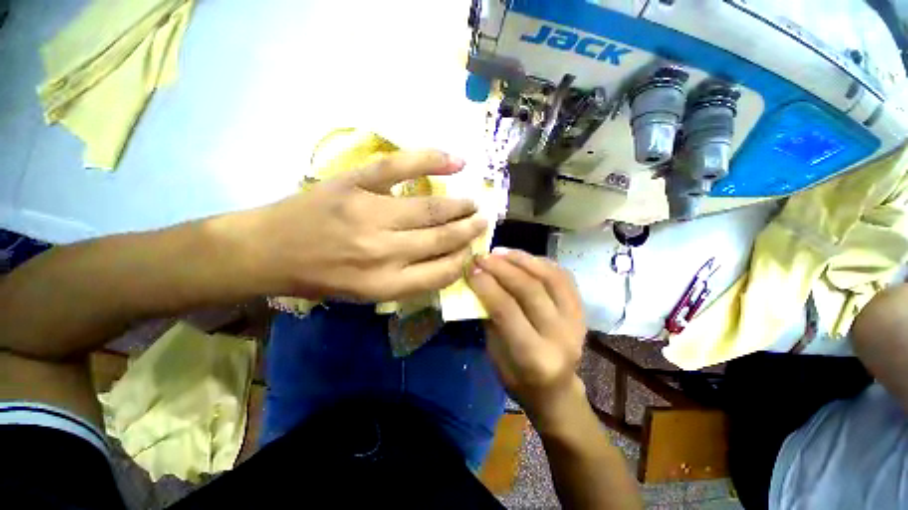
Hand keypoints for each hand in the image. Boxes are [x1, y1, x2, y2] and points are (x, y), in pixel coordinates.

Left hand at [243, 150, 486, 300]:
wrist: (267, 250)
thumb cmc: (319, 277)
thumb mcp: (365, 294)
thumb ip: (408, 281)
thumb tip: (445, 260)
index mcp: (385, 284)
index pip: (442, 272)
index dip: (462, 260)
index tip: (471, 250)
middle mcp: (384, 252)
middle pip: (442, 238)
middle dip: (469, 230)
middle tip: (483, 222)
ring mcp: (370, 213)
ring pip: (430, 208)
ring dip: (460, 206)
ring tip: (474, 203)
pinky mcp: (354, 183)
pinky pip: (400, 167)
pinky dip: (431, 160)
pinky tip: (457, 161)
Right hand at [468, 248, 587, 425]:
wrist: (557, 391)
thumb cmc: (518, 378)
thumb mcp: (495, 354)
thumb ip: (490, 317)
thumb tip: (479, 282)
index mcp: (534, 356)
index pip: (507, 310)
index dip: (487, 285)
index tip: (471, 268)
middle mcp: (560, 337)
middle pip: (530, 290)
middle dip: (502, 268)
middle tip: (483, 256)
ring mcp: (576, 322)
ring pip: (550, 278)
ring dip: (523, 259)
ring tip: (501, 251)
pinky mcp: (582, 311)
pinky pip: (563, 278)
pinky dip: (542, 263)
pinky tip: (524, 258)